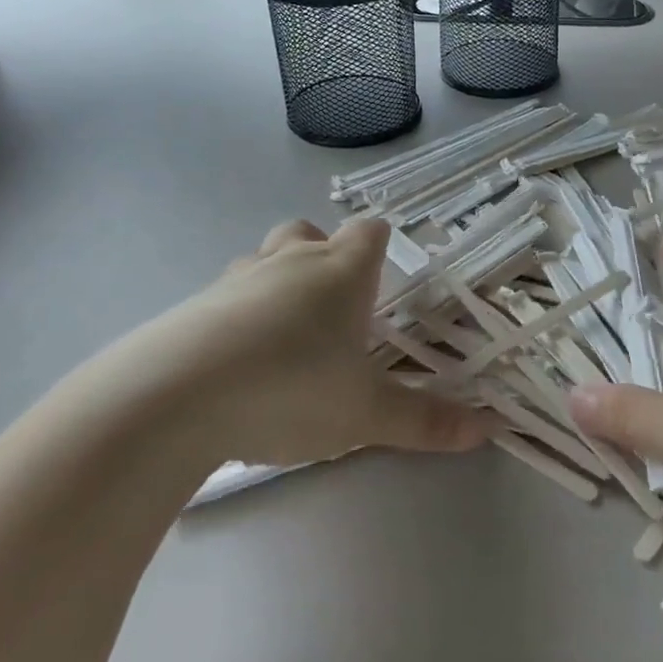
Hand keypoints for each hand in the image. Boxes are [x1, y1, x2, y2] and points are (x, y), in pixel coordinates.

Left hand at [101, 219, 489, 468]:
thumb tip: (488, 428)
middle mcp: (288, 264)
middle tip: (333, 302)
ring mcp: (234, 281)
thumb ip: (426, 420)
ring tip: (283, 335)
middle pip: (307, 232)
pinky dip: (234, 316)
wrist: (174, 398)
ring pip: (261, 260)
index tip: (386, 271)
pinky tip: (235, 364)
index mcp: (340, 273)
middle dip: (322, 253)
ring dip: (275, 282)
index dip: (380, 244)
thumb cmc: (292, 389)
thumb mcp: (367, 414)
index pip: (369, 232)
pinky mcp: (189, 309)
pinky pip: (222, 298)